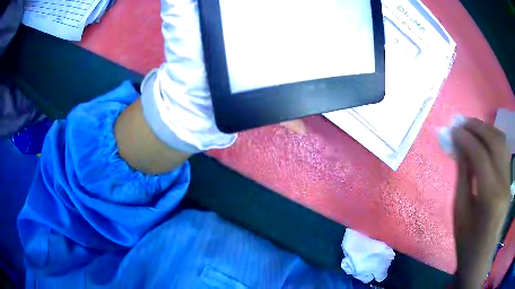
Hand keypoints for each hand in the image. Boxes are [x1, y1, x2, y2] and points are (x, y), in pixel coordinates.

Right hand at [452, 118, 511, 288]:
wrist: (481, 258)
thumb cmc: (467, 242)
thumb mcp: (460, 211)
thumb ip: (463, 175)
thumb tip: (460, 148)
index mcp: (490, 197)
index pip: (481, 156)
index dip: (467, 139)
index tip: (454, 130)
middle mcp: (504, 184)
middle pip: (495, 143)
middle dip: (478, 127)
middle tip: (463, 123)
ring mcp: (509, 182)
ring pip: (502, 143)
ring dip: (487, 130)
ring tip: (473, 127)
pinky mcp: (509, 181)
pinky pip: (504, 152)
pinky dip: (494, 139)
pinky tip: (485, 140)